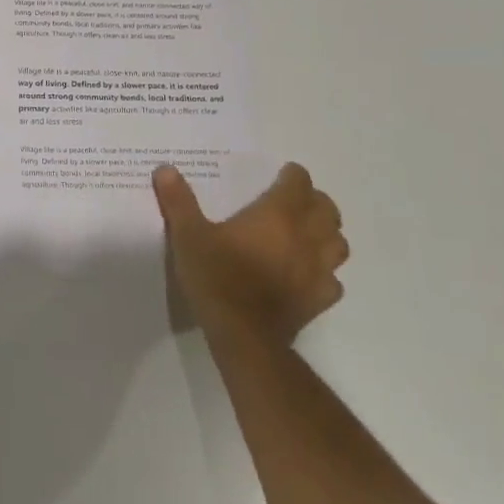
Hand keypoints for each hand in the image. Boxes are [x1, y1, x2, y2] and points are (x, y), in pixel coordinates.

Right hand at [153, 162, 348, 348]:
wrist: (243, 335)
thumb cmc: (216, 277)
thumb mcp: (188, 235)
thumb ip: (179, 201)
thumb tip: (165, 168)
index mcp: (277, 216)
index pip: (299, 184)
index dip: (293, 176)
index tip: (284, 173)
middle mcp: (305, 238)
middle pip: (327, 211)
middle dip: (315, 201)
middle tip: (296, 200)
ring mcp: (318, 271)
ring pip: (338, 243)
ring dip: (327, 234)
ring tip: (308, 233)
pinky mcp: (319, 300)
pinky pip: (333, 280)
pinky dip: (325, 272)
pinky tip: (307, 274)